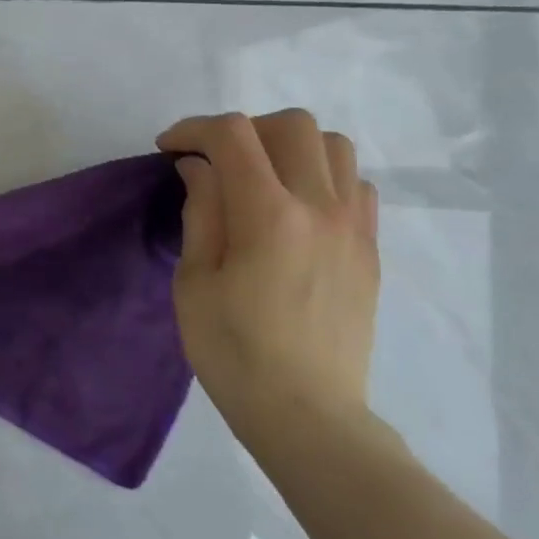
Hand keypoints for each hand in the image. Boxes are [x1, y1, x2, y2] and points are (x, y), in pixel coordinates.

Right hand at [156, 110, 380, 443]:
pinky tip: (297, 206)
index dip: (193, 129)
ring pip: (333, 145)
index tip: (169, 149)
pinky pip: (356, 183)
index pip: (233, 135)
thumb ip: (201, 212)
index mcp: (268, 216)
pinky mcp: (369, 248)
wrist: (308, 414)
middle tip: (215, 161)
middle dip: (244, 129)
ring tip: (261, 176)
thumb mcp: (194, 282)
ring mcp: (354, 226)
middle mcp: (320, 207)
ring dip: (289, 146)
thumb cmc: (234, 353)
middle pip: (291, 124)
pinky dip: (323, 175)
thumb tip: (201, 167)